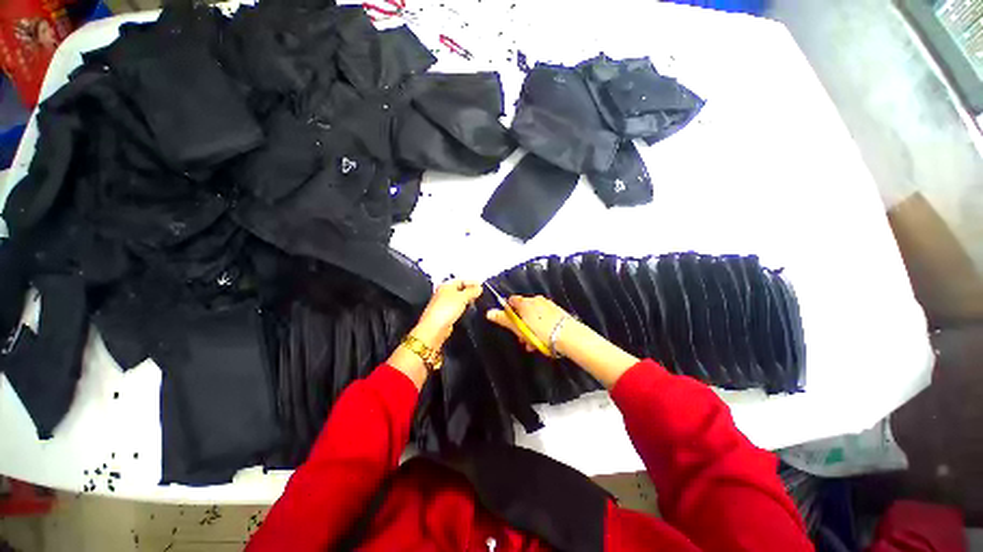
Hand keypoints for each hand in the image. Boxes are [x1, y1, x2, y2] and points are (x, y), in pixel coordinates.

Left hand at [412, 279, 483, 349]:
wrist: (435, 328)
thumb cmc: (446, 309)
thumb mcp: (462, 297)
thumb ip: (472, 291)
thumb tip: (479, 288)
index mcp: (446, 285)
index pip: (461, 280)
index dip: (471, 282)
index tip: (481, 285)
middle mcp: (444, 293)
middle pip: (459, 289)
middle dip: (470, 290)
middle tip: (480, 293)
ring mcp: (444, 304)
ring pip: (458, 298)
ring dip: (467, 299)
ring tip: (477, 300)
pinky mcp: (446, 314)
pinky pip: (457, 307)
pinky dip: (464, 306)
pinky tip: (469, 309)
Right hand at [486, 295, 571, 355]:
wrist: (568, 336)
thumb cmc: (540, 332)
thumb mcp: (519, 328)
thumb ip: (504, 320)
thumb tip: (489, 312)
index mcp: (525, 302)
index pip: (511, 301)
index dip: (508, 312)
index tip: (510, 323)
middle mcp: (536, 300)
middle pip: (523, 309)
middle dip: (521, 324)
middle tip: (522, 339)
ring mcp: (548, 305)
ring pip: (534, 315)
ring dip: (531, 327)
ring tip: (534, 344)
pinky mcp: (558, 312)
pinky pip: (545, 317)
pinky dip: (541, 325)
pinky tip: (544, 339)